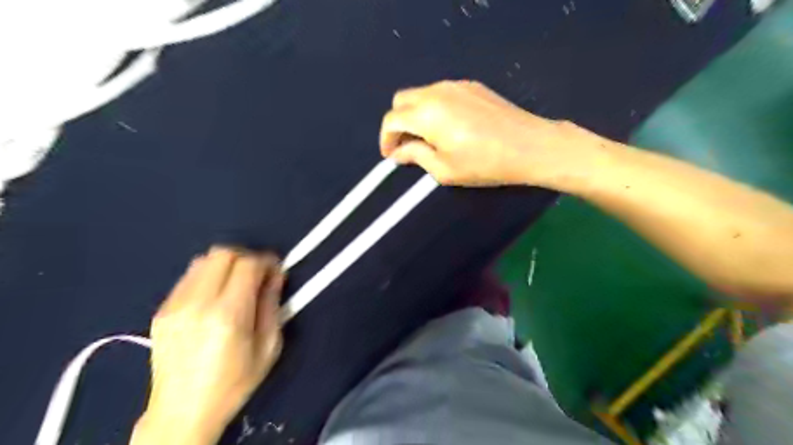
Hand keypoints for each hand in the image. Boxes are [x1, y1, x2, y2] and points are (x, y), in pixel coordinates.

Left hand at [133, 247, 285, 444]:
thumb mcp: (268, 347)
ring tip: (235, 284)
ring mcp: (174, 305)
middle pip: (222, 253)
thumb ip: (272, 305)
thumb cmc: (234, 382)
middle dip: (245, 257)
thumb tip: (275, 276)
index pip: (247, 264)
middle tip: (256, 274)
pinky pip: (188, 277)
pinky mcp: (161, 310)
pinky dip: (207, 276)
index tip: (275, 270)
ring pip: (202, 260)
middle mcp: (197, 303)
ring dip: (225, 264)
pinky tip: (214, 297)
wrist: (182, 412)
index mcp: (228, 315)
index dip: (266, 261)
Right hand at [380, 81, 605, 187]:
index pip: (392, 119)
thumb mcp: (444, 169)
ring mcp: (456, 85)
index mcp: (426, 113)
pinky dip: (433, 108)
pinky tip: (447, 126)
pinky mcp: (472, 86)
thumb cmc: (484, 164)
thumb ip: (416, 156)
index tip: (390, 155)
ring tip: (426, 138)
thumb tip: (398, 152)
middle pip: (402, 100)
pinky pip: (441, 93)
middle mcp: (436, 92)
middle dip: (397, 123)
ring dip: (415, 114)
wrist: (529, 146)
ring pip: (421, 94)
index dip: (386, 138)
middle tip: (405, 146)